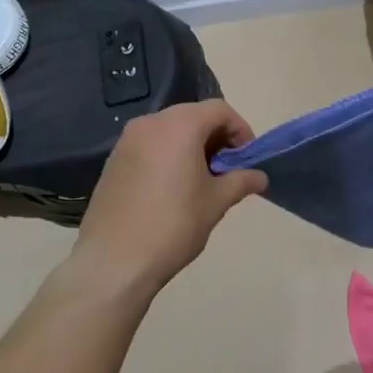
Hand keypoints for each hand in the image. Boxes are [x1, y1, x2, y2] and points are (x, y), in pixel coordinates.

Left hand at [72, 101, 267, 296]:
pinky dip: (168, 154)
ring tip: (201, 180)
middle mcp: (151, 123)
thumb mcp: (216, 202)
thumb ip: (241, 181)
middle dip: (216, 137)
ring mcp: (127, 140)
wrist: (113, 262)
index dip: (240, 130)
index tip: (247, 158)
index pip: (220, 110)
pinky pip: (150, 145)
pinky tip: (172, 187)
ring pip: (170, 129)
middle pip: (194, 115)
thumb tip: (260, 177)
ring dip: (192, 145)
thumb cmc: (173, 225)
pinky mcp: (113, 160)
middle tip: (227, 169)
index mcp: (180, 126)